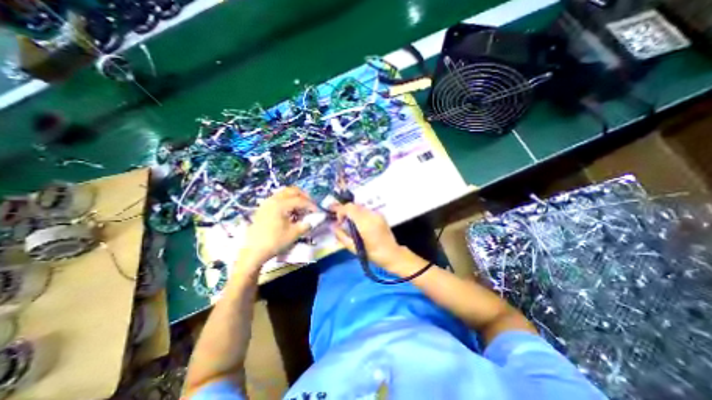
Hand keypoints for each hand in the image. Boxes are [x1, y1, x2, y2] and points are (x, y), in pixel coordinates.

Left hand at [241, 187, 314, 268]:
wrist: (254, 251)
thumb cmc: (275, 242)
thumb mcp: (294, 234)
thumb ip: (306, 224)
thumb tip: (313, 220)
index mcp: (281, 205)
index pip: (300, 200)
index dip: (311, 205)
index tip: (318, 211)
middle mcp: (273, 199)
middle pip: (292, 190)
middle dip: (304, 196)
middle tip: (311, 204)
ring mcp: (267, 202)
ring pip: (284, 192)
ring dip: (295, 197)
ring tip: (302, 207)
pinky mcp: (263, 207)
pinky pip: (278, 197)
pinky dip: (287, 200)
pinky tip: (291, 210)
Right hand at [329, 204, 406, 269]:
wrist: (392, 254)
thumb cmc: (372, 254)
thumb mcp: (354, 248)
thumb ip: (341, 236)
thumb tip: (333, 226)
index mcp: (366, 223)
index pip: (350, 208)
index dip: (340, 210)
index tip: (336, 219)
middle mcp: (372, 215)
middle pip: (354, 205)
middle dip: (344, 210)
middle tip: (340, 221)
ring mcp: (377, 214)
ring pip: (359, 207)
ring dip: (351, 212)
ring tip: (348, 222)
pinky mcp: (380, 214)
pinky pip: (365, 210)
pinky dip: (358, 213)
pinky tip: (358, 223)